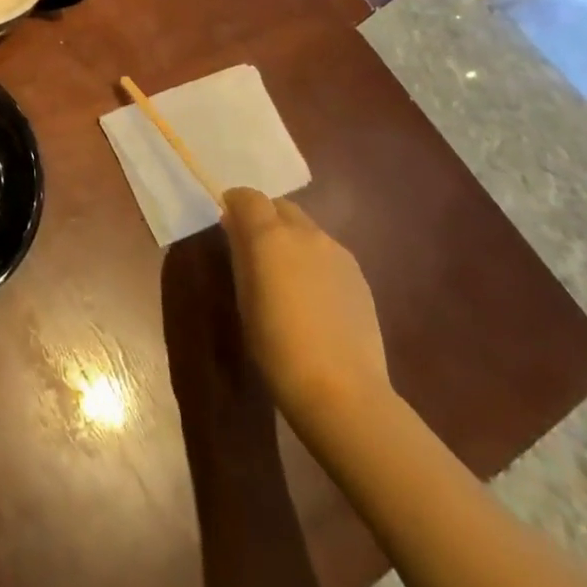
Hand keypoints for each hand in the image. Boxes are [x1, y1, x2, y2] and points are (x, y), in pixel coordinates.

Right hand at [221, 186, 388, 424]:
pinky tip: (312, 296)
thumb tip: (236, 228)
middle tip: (254, 248)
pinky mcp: (359, 275)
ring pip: (307, 229)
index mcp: (271, 235)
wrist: (342, 389)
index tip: (227, 221)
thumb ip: (241, 255)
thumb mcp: (245, 299)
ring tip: (285, 275)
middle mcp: (306, 233)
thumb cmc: (277, 346)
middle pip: (281, 207)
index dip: (235, 204)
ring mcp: (337, 252)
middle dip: (265, 217)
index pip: (248, 197)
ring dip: (291, 239)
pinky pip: (327, 253)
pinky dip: (313, 260)